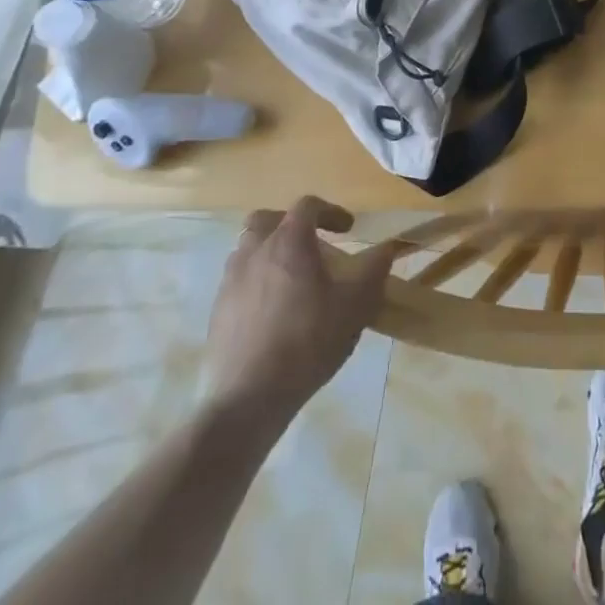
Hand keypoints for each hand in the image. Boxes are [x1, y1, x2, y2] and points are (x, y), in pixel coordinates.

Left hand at [203, 196, 392, 414]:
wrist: (247, 399)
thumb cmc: (307, 342)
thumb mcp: (355, 305)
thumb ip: (373, 270)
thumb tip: (387, 248)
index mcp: (288, 241)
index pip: (308, 206)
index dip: (331, 211)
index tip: (348, 230)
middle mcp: (255, 251)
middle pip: (267, 219)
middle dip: (290, 224)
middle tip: (310, 245)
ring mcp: (230, 280)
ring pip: (249, 249)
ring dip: (270, 252)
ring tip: (291, 279)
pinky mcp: (217, 311)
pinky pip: (238, 280)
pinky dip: (256, 281)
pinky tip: (273, 311)